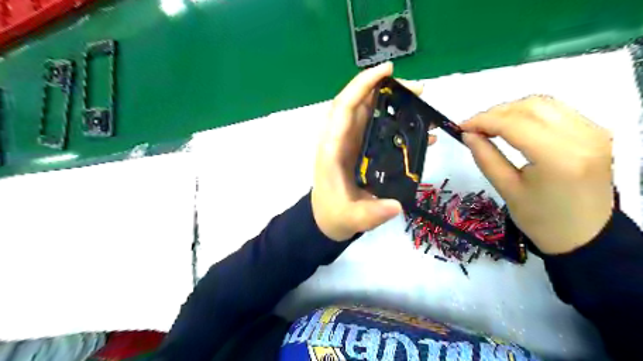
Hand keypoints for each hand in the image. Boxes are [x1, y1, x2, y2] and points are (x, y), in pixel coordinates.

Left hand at [311, 61, 431, 242]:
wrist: (327, 219)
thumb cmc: (333, 214)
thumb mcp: (351, 218)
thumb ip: (371, 214)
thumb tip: (396, 205)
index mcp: (332, 149)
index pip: (344, 108)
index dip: (362, 85)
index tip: (387, 70)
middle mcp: (340, 140)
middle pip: (360, 104)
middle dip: (386, 91)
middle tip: (418, 91)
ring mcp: (350, 143)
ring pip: (369, 113)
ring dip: (393, 104)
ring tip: (422, 105)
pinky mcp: (360, 150)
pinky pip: (376, 129)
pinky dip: (395, 124)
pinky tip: (418, 131)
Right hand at [460, 96, 613, 253]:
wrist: (584, 235)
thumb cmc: (541, 219)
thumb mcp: (506, 189)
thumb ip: (486, 157)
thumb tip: (467, 134)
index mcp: (558, 158)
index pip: (514, 124)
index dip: (483, 121)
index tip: (461, 127)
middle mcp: (582, 138)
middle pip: (530, 107)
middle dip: (496, 113)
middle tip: (474, 128)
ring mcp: (594, 132)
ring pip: (544, 104)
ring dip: (512, 110)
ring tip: (491, 126)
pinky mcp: (596, 133)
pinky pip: (557, 111)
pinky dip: (530, 114)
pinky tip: (515, 126)